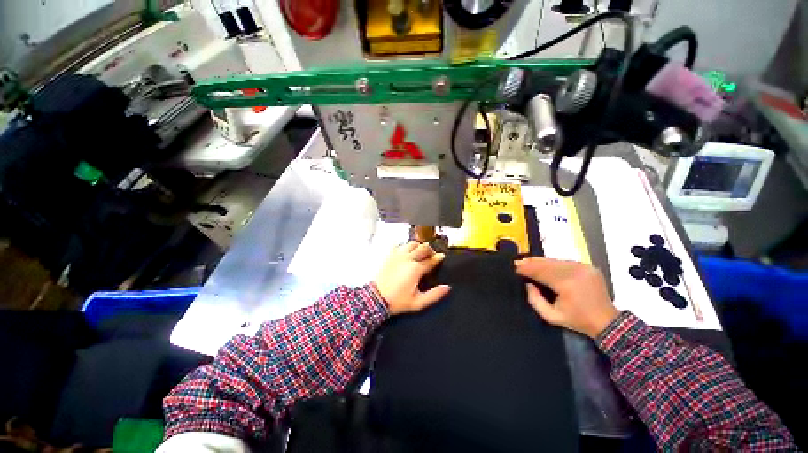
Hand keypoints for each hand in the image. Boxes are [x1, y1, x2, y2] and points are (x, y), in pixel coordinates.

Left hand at [374, 242, 450, 314]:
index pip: (431, 260)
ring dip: (418, 246)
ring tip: (420, 252)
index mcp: (416, 269)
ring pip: (411, 243)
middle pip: (423, 248)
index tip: (441, 257)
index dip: (438, 258)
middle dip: (430, 250)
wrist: (376, 298)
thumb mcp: (418, 303)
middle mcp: (408, 259)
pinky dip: (405, 246)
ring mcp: (398, 255)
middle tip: (431, 255)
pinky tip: (406, 252)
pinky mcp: (390, 255)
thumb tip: (447, 287)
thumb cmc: (398, 301)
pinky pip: (400, 245)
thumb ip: (434, 295)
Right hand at [515, 257, 618, 338]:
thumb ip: (535, 300)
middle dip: (531, 262)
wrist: (607, 321)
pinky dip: (553, 263)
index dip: (526, 269)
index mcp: (566, 284)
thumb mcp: (551, 316)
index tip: (515, 267)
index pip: (540, 272)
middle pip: (547, 263)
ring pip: (556, 261)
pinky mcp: (588, 267)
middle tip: (518, 261)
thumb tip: (528, 284)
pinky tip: (545, 264)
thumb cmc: (577, 320)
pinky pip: (565, 262)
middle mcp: (575, 272)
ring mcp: (583, 267)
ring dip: (541, 261)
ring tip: (528, 261)